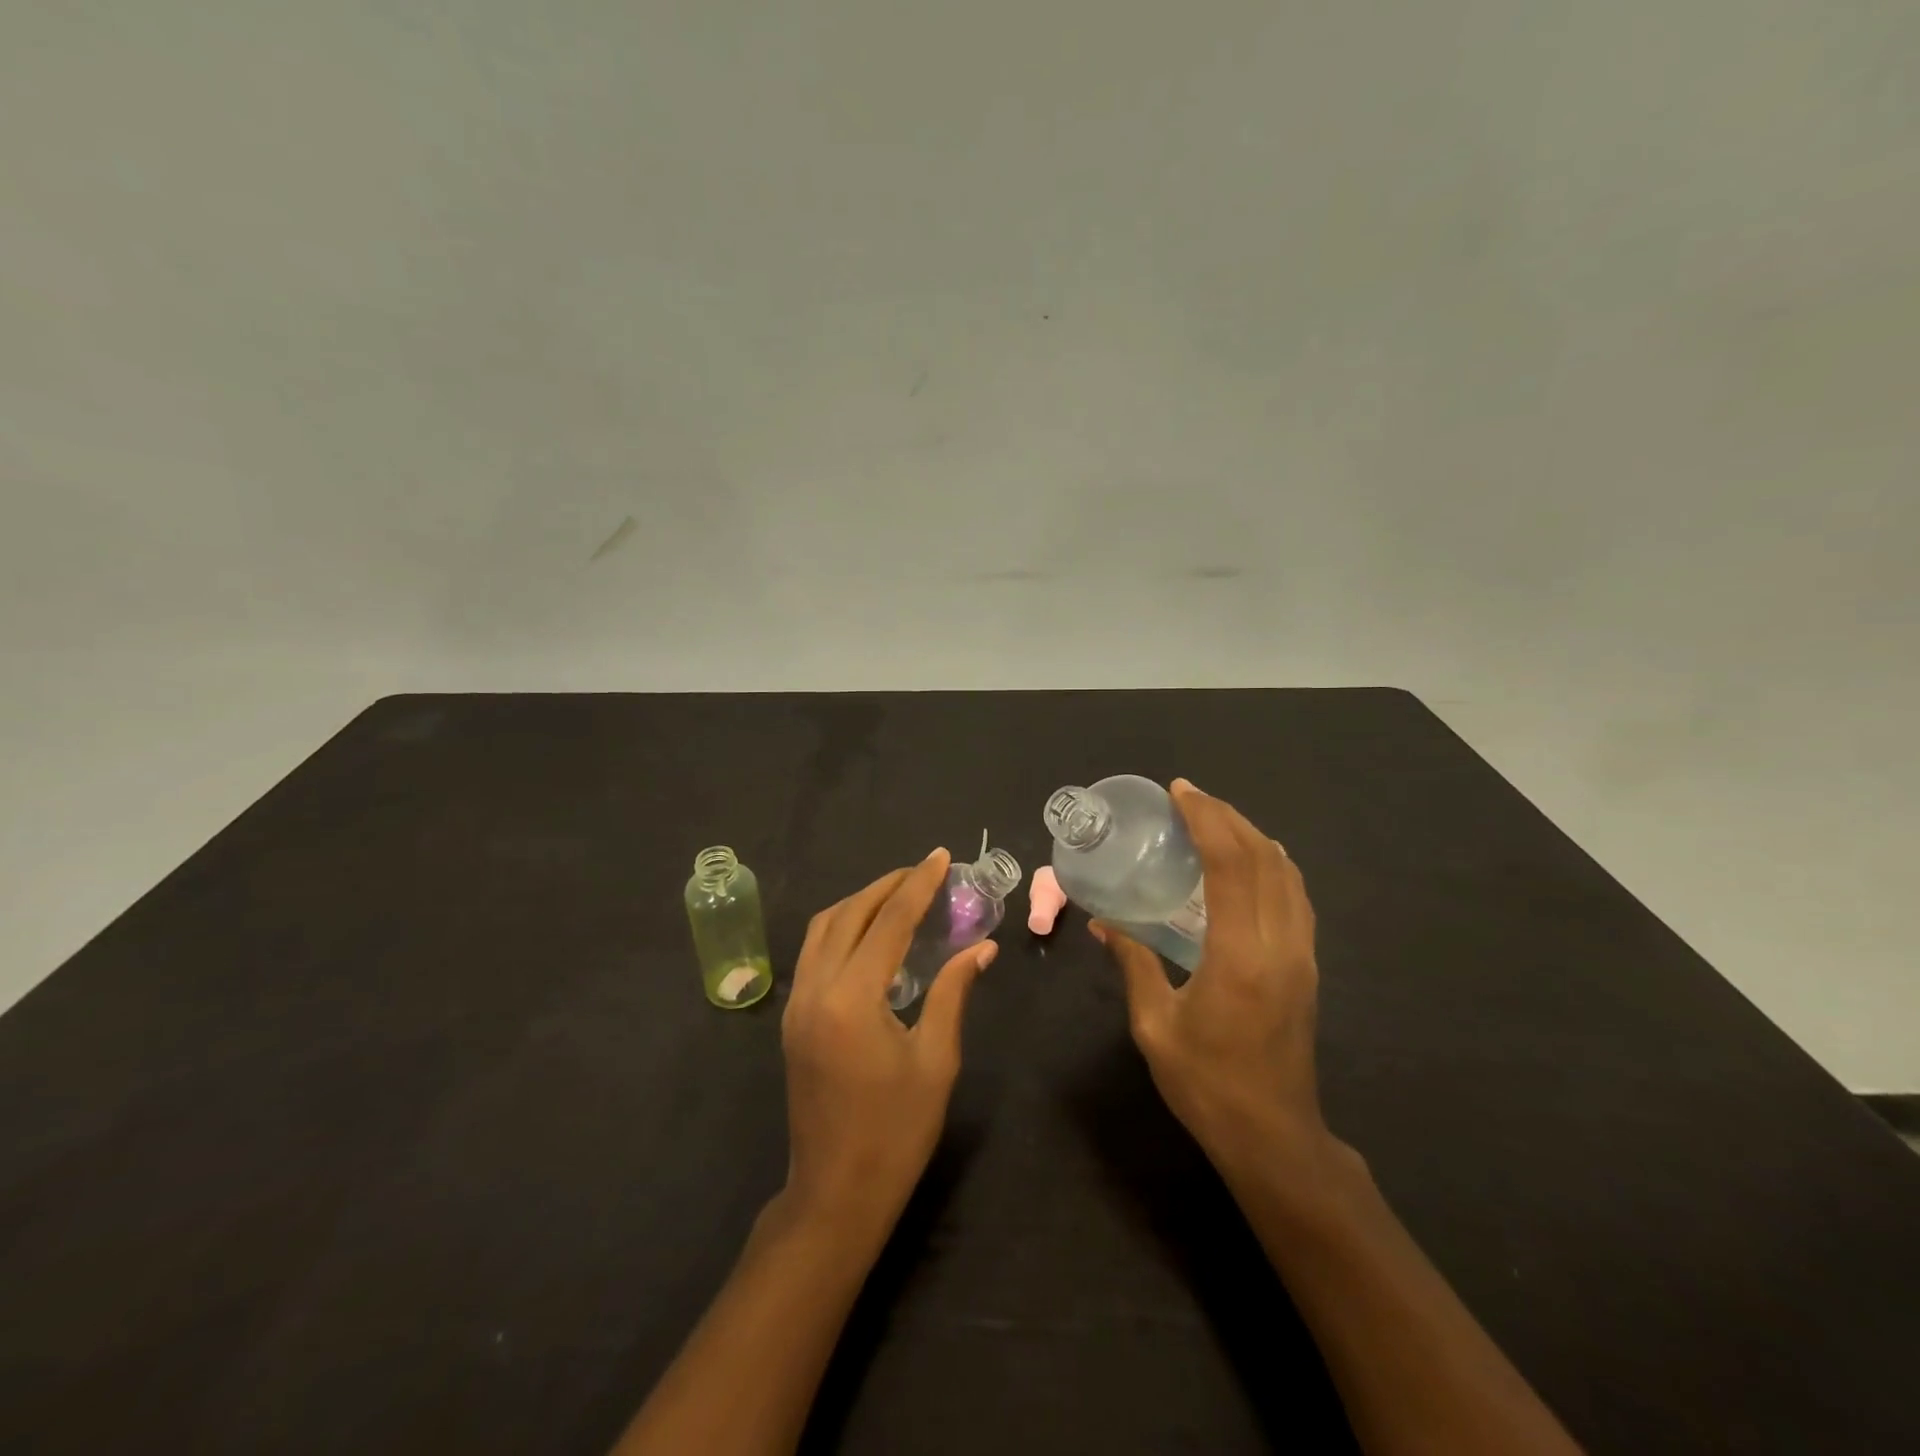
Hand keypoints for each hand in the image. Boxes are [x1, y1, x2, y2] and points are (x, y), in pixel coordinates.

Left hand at [780, 849, 996, 1238]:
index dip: (918, 885)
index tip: (940, 857)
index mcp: (853, 999)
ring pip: (823, 928)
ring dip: (860, 903)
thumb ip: (953, 992)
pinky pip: (814, 952)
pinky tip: (870, 934)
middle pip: (849, 914)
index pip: (889, 922)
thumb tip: (982, 948)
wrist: (835, 1193)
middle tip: (923, 871)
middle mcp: (816, 989)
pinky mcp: (793, 1019)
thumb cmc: (896, 1132)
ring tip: (899, 894)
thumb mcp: (936, 1060)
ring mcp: (797, 1004)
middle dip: (887, 886)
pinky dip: (842, 928)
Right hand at [1092, 780, 1331, 1178]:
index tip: (1181, 792)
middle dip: (1228, 817)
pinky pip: (1295, 897)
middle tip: (1191, 798)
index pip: (1231, 864)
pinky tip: (1251, 862)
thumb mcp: (1155, 1024)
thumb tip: (1103, 923)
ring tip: (1216, 821)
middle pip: (1264, 858)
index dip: (1207, 820)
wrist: (1274, 1137)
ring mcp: (1301, 955)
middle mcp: (1279, 944)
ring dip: (1253, 837)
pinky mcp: (1307, 967)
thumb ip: (1133, 963)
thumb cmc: (1206, 1083)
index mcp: (1239, 954)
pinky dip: (1273, 864)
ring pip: (1287, 874)